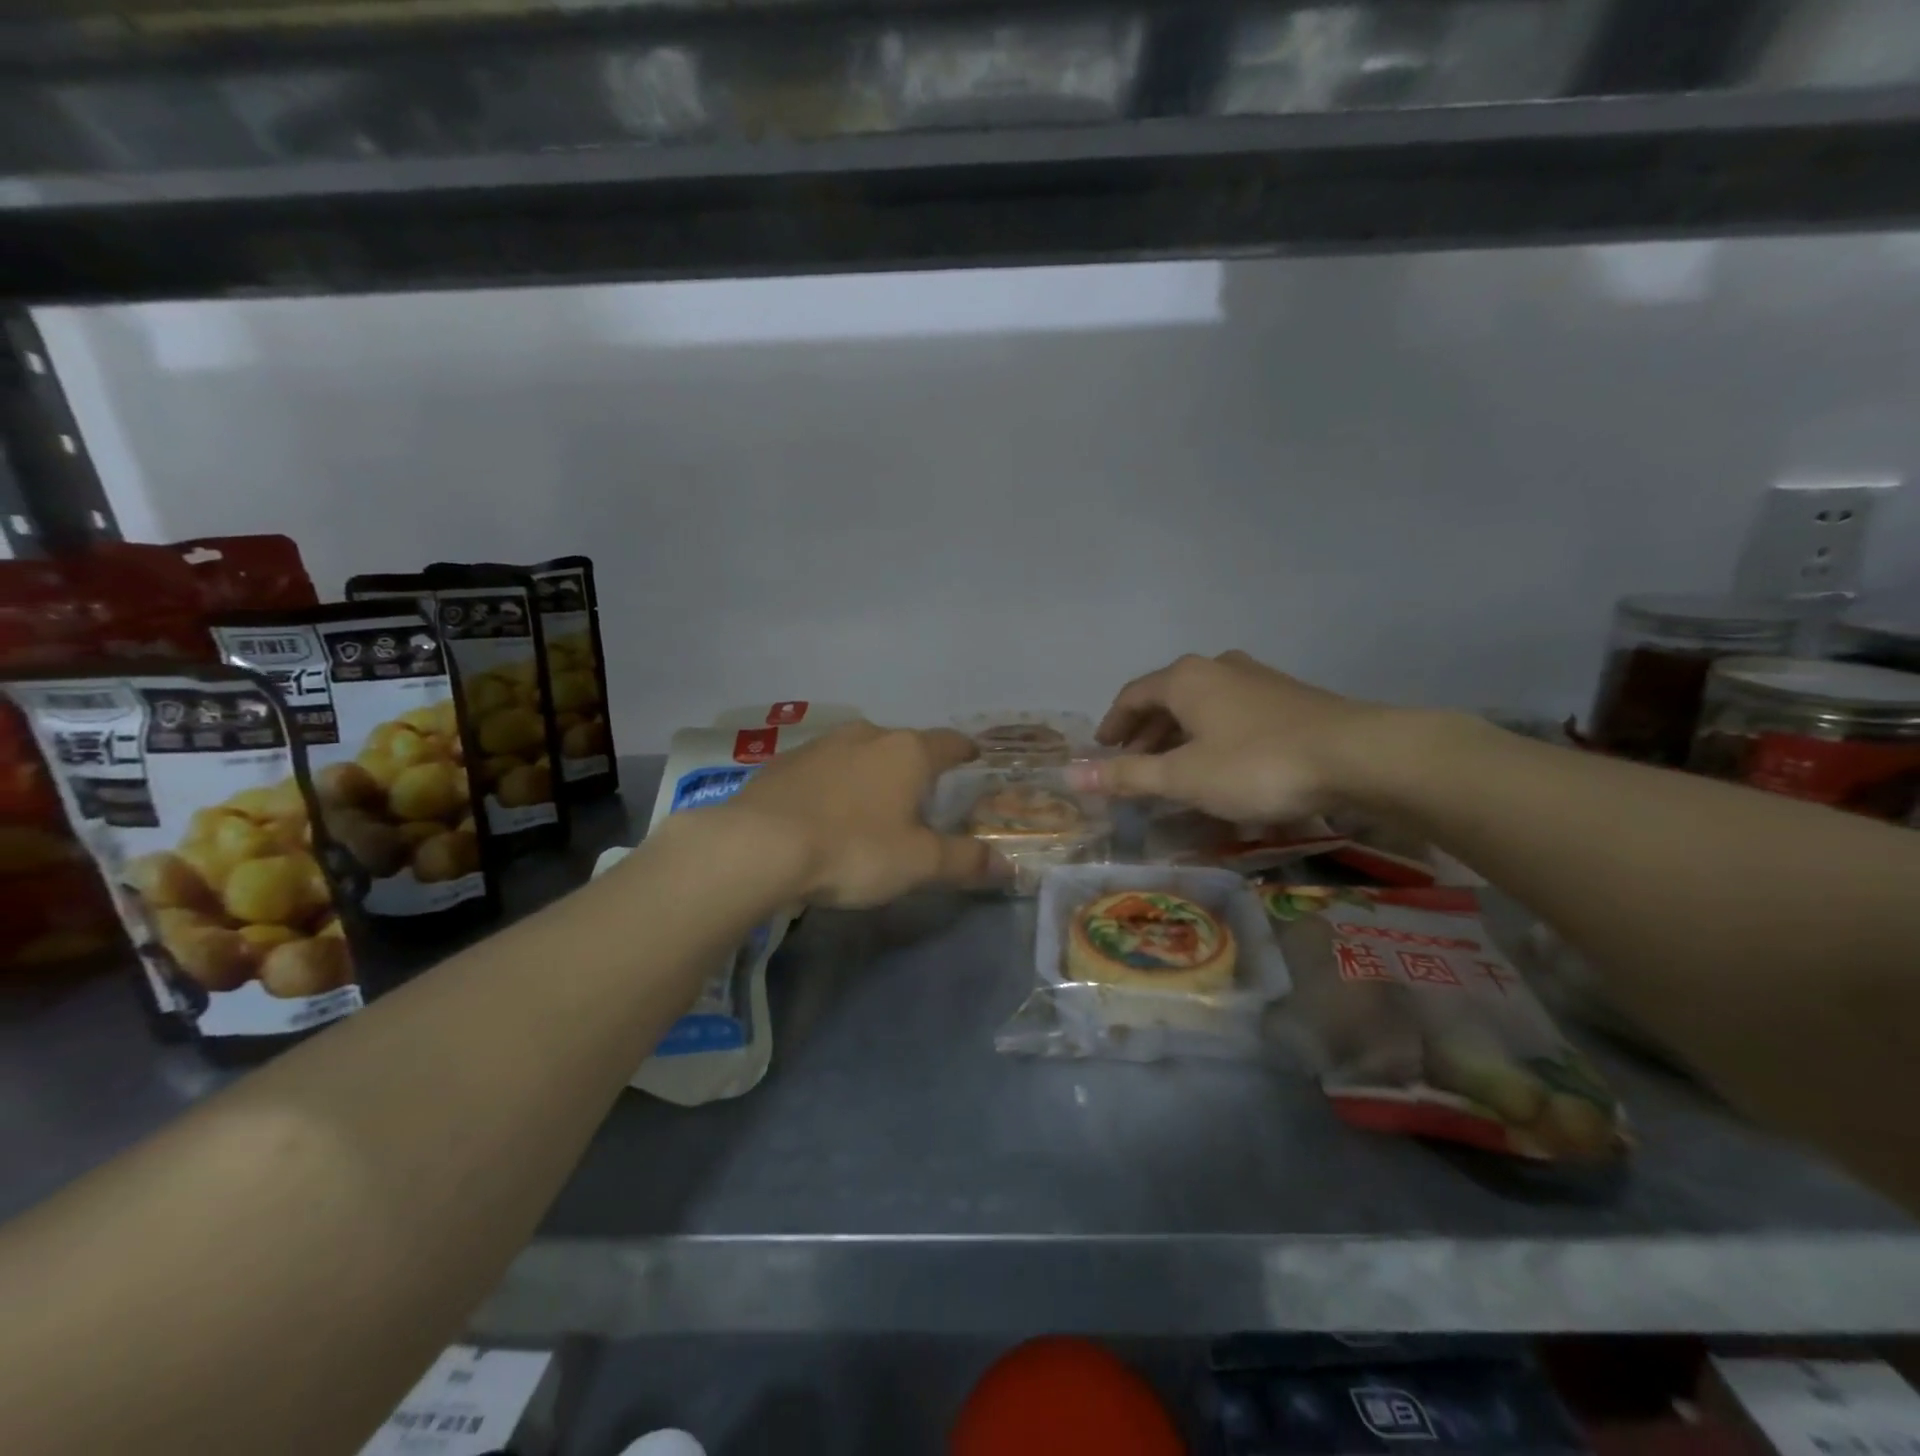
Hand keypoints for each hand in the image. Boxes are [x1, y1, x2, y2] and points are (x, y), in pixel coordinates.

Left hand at [721, 721, 994, 906]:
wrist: (759, 846)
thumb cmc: (853, 849)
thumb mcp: (918, 863)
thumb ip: (965, 861)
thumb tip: (1008, 865)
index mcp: (907, 752)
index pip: (950, 742)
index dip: (966, 751)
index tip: (974, 757)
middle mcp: (867, 735)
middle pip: (903, 745)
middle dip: (915, 766)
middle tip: (920, 797)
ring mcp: (821, 744)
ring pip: (860, 753)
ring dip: (870, 773)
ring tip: (870, 806)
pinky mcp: (783, 762)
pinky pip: (822, 768)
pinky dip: (832, 783)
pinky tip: (823, 812)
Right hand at [1073, 651, 1392, 821]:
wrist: (1358, 756)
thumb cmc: (1256, 764)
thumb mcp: (1183, 777)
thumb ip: (1127, 775)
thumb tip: (1070, 776)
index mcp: (1185, 679)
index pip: (1132, 695)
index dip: (1112, 724)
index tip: (1101, 749)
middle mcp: (1217, 667)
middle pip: (1167, 698)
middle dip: (1146, 733)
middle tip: (1133, 764)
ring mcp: (1257, 678)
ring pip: (1203, 705)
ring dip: (1180, 735)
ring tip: (1174, 768)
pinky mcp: (1288, 697)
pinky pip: (1233, 713)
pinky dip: (1213, 735)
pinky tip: (1223, 764)